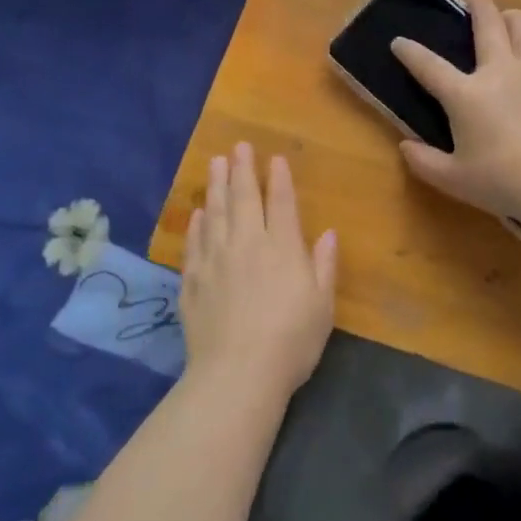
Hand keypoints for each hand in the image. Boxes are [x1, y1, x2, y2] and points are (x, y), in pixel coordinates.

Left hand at [181, 143, 337, 404]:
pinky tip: (197, 214)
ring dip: (215, 186)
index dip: (278, 178)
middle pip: (243, 198)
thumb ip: (323, 265)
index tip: (274, 158)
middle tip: (237, 146)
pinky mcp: (192, 281)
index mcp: (282, 248)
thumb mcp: (322, 305)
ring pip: (215, 213)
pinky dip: (196, 224)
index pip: (280, 203)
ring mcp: (215, 260)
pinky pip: (194, 243)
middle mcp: (246, 244)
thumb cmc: (291, 341)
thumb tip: (328, 233)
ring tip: (214, 163)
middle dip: (241, 170)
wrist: (237, 373)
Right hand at [391, 0, 520, 220]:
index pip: (429, 66)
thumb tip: (405, 147)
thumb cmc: (501, 182)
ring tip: (510, 18)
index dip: (410, 52)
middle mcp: (499, 70)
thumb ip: (424, 161)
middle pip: (487, 23)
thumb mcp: (452, 179)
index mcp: (465, 94)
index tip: (398, 42)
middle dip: (478, 5)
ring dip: (514, 16)